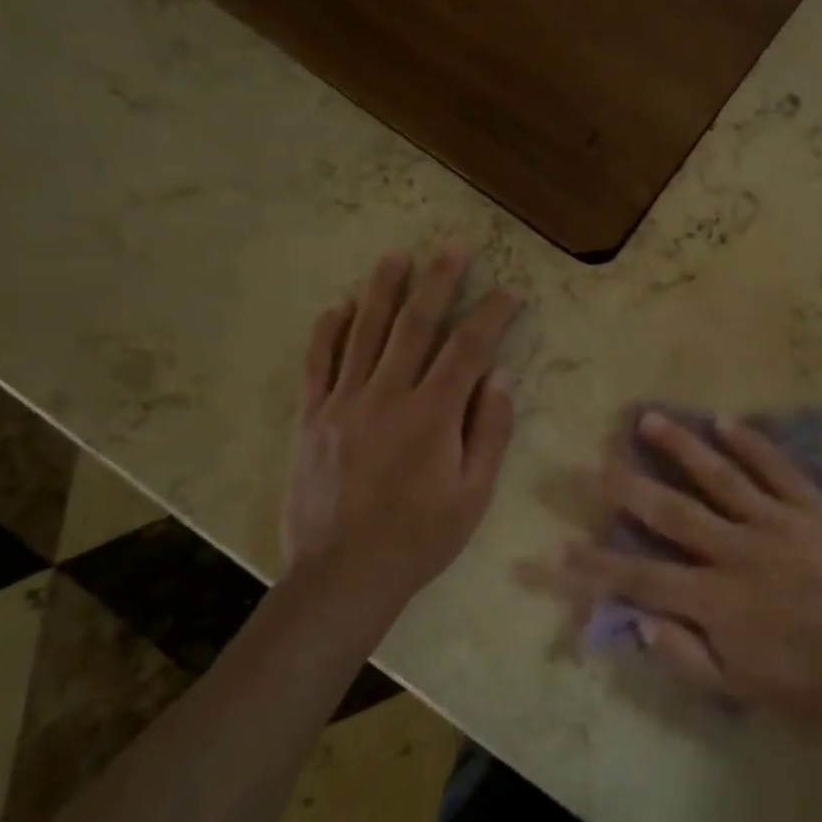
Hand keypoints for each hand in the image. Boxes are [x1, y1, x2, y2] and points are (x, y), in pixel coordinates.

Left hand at [283, 247, 522, 620]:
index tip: (510, 290)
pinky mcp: (312, 418)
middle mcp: (387, 396)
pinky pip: (318, 363)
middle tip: (453, 246)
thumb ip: (489, 431)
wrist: (343, 575)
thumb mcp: (473, 494)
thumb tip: (500, 376)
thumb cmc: (420, 538)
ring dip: (383, 290)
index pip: (468, 348)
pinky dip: (328, 330)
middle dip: (439, 282)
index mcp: (432, 415)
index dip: (492, 314)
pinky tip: (339, 305)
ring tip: (397, 255)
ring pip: (365, 332)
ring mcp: (344, 403)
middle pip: (416, 325)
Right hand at [539, 412, 821, 723]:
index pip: (641, 577)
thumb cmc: (810, 681)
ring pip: (719, 476)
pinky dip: (750, 442)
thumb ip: (684, 655)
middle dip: (625, 487)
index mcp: (716, 599)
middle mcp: (737, 550)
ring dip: (679, 446)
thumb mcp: (740, 688)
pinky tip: (724, 420)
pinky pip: (777, 468)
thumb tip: (638, 619)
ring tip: (648, 418)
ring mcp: (776, 522)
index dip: (596, 565)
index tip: (558, 547)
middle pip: (671, 511)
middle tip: (592, 461)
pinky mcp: (813, 507)